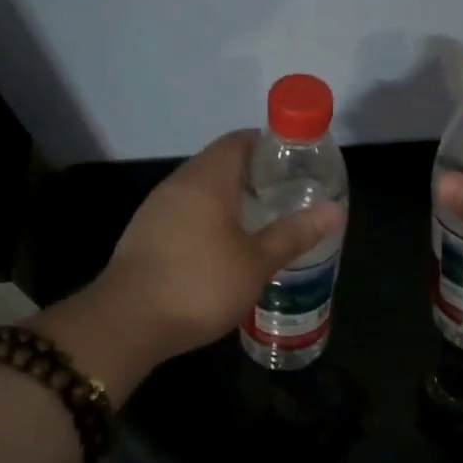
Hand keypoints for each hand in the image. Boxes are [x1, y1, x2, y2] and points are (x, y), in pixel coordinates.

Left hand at [36, 131, 344, 395]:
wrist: (128, 322)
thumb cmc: (200, 285)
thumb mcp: (256, 263)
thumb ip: (293, 234)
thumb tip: (334, 210)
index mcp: (207, 179)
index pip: (240, 141)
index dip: (270, 146)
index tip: (296, 166)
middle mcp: (178, 184)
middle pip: (220, 164)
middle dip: (254, 177)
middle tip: (286, 199)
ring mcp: (156, 209)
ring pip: (200, 191)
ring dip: (230, 202)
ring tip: (261, 225)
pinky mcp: (144, 235)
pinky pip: (185, 214)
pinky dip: (209, 221)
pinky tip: (223, 250)